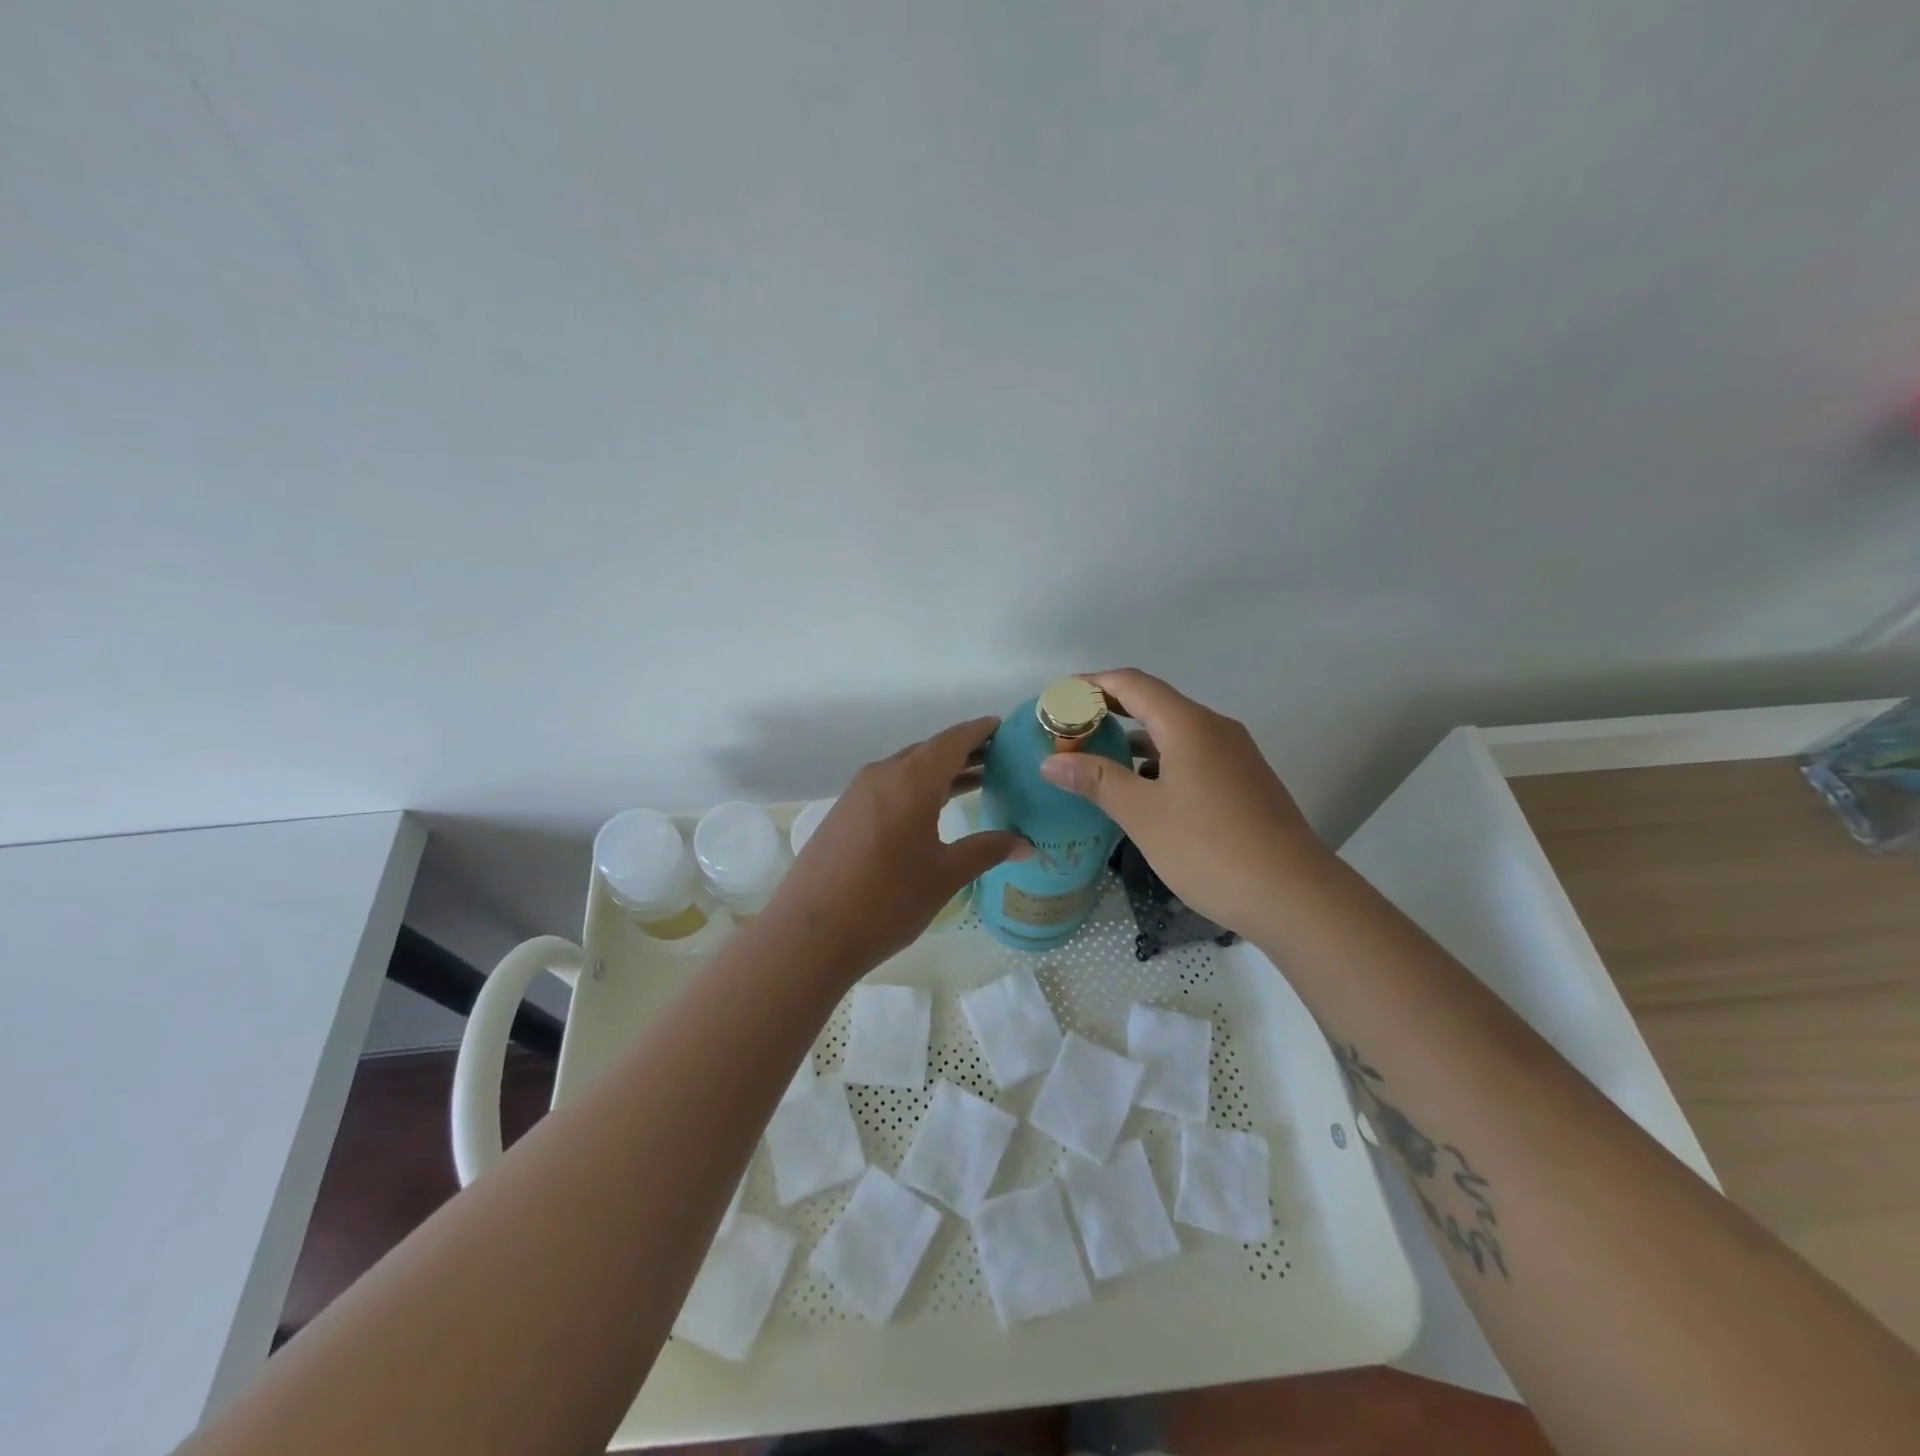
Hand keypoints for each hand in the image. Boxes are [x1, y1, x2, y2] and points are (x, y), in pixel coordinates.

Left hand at [765, 717, 1026, 975]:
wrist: (809, 935)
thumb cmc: (887, 901)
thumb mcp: (945, 876)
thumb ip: (986, 851)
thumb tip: (1025, 843)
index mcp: (911, 780)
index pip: (953, 740)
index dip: (980, 731)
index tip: (1004, 728)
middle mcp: (882, 775)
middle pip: (929, 751)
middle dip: (964, 752)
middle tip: (999, 760)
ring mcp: (857, 793)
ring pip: (906, 769)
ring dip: (939, 772)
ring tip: (975, 782)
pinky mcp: (843, 814)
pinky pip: (888, 787)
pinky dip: (915, 788)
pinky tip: (930, 812)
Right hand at [1036, 669, 1331, 937]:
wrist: (1294, 894)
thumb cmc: (1210, 848)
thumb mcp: (1143, 814)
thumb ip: (1096, 781)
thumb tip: (1051, 762)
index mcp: (1189, 725)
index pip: (1133, 684)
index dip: (1093, 684)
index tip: (1059, 696)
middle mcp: (1215, 729)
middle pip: (1154, 703)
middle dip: (1109, 710)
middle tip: (1069, 728)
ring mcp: (1234, 755)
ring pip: (1174, 732)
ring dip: (1133, 739)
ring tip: (1095, 757)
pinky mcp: (1244, 782)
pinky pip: (1192, 755)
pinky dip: (1158, 761)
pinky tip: (1140, 789)